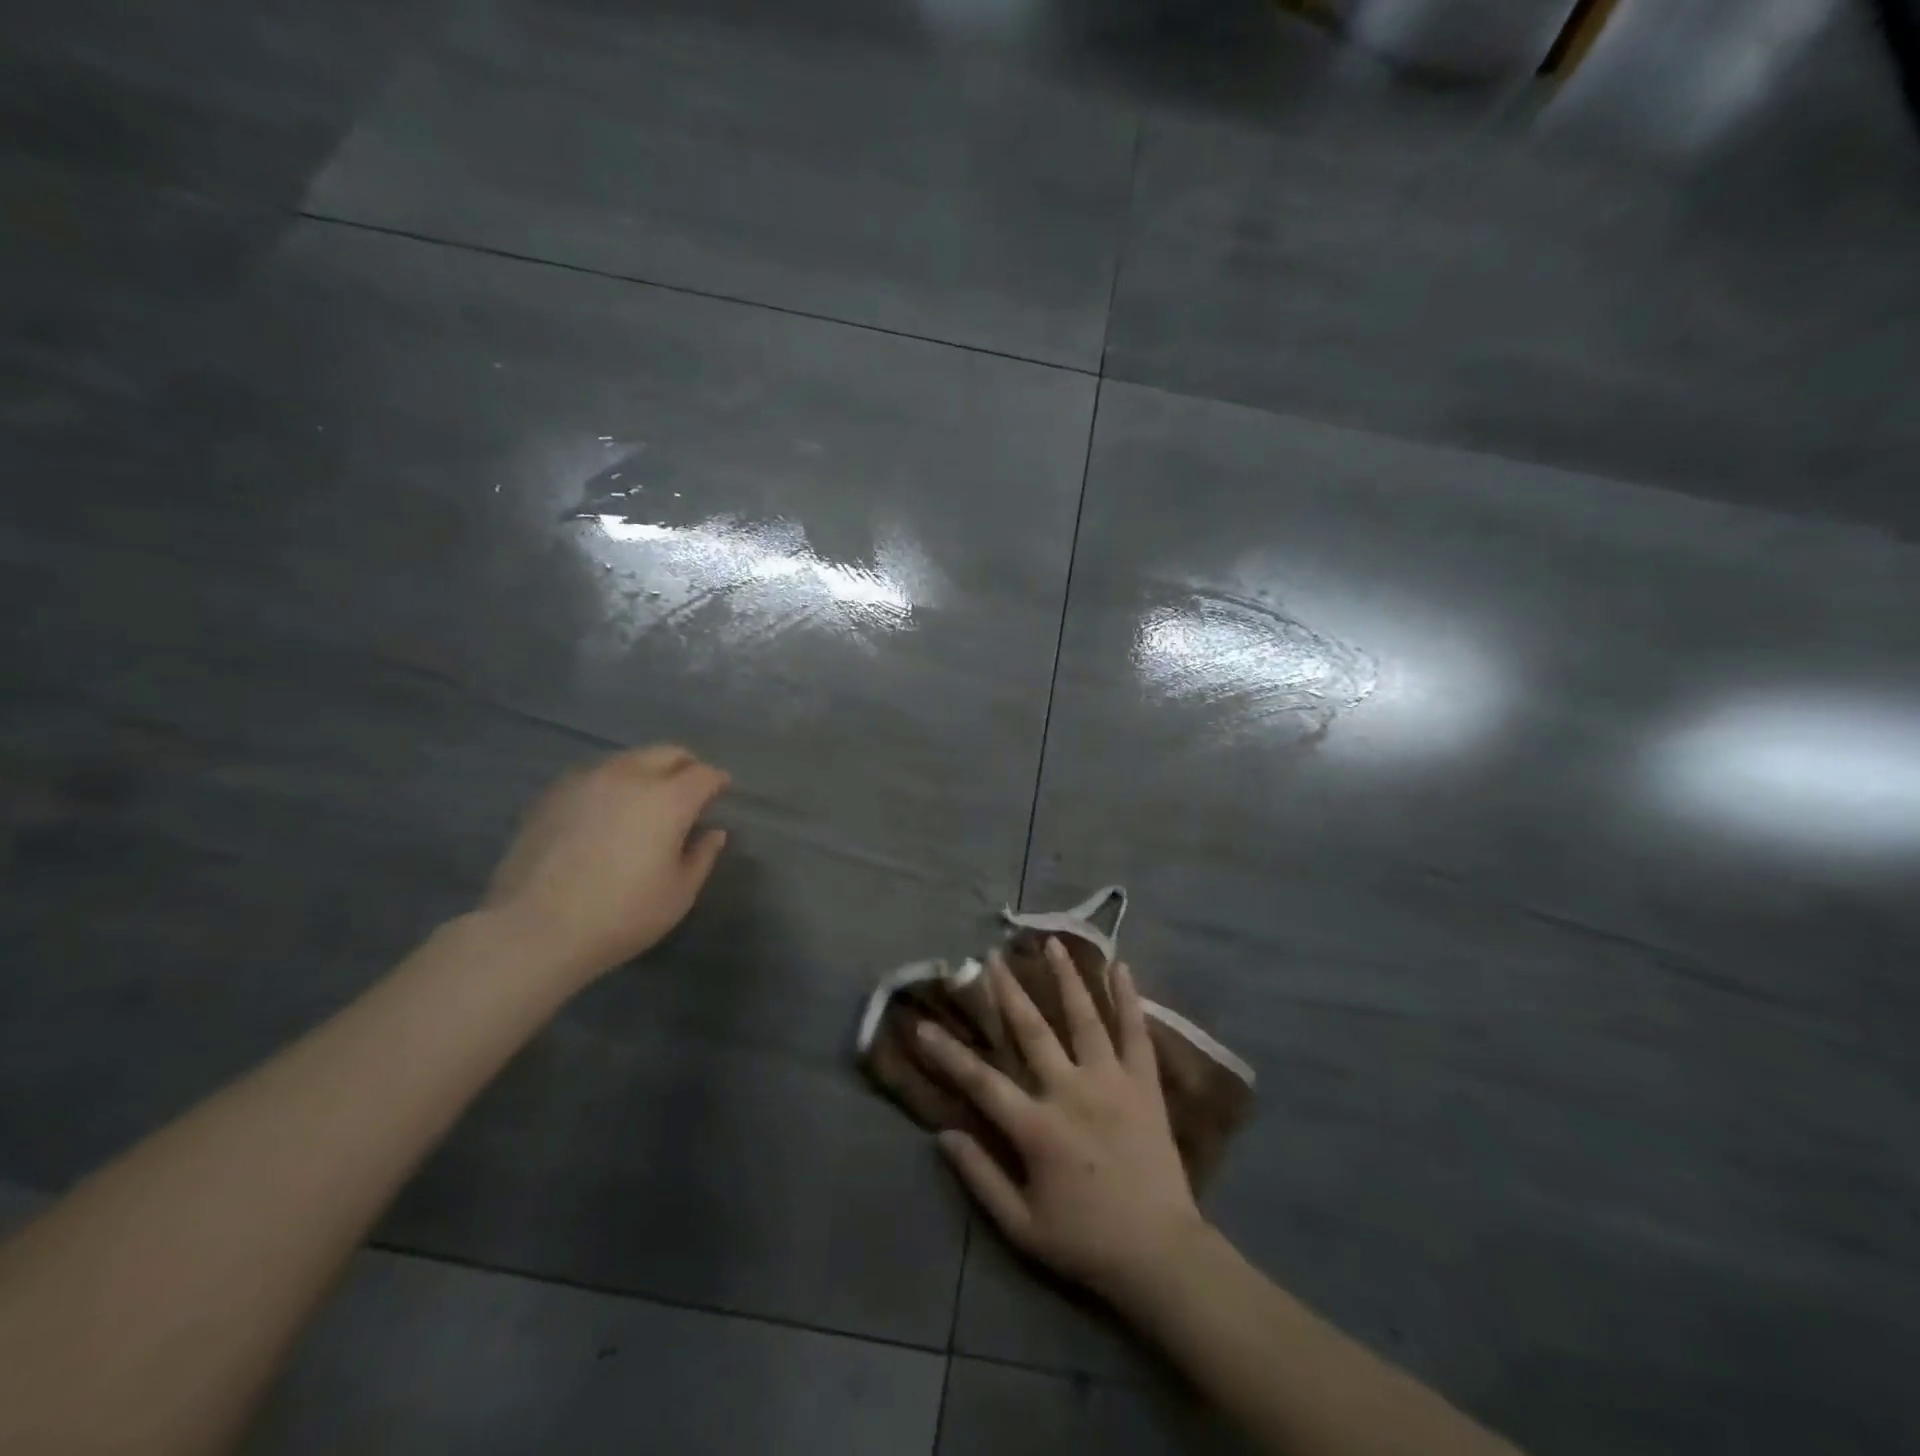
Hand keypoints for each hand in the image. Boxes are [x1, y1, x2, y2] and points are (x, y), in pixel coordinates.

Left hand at [481, 745, 729, 985]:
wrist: (534, 929)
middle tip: (691, 788)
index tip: (723, 791)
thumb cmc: (621, 915)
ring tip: (648, 798)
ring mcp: (586, 781)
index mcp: (668, 799)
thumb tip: (713, 832)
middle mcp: (629, 777)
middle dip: (686, 765)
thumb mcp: (679, 894)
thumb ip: (702, 856)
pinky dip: (612, 784)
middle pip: (667, 753)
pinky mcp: (553, 794)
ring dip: (647, 771)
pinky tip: (607, 811)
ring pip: (628, 759)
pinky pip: (594, 775)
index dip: (719, 781)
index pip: (704, 774)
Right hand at [916, 940, 1206, 1306]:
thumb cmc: (1086, 1242)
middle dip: (1008, 991)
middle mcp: (1071, 1091)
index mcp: (1037, 1127)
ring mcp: (1112, 1082)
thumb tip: (943, 1135)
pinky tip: (1121, 966)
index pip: (981, 1080)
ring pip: (1084, 1017)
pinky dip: (1128, 998)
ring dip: (1066, 977)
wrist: (1161, 1254)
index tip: (924, 1025)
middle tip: (992, 957)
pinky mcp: (1145, 1084)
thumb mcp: (1022, 1226)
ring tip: (1051, 943)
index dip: (948, 1053)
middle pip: (1032, 1030)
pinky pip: (1136, 1032)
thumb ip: (980, 1177)